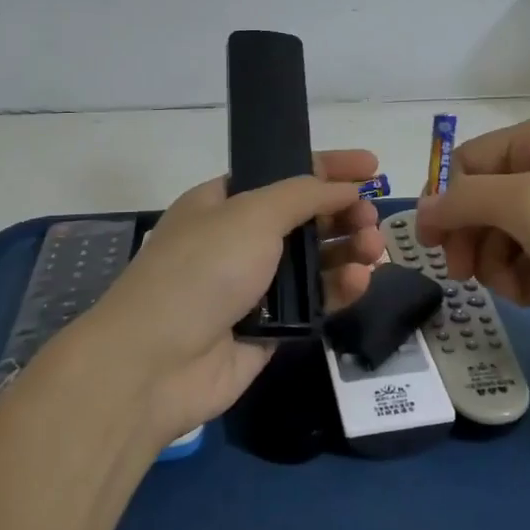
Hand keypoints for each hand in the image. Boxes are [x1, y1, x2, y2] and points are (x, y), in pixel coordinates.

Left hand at [70, 150, 384, 443]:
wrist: (157, 362)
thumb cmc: (201, 270)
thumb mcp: (251, 214)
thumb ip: (305, 195)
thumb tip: (346, 188)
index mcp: (224, 202)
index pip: (284, 173)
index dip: (329, 167)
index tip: (372, 166)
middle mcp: (240, 240)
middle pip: (306, 218)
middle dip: (344, 213)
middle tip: (372, 217)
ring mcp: (255, 286)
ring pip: (315, 261)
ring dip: (348, 249)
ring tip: (373, 249)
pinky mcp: (272, 328)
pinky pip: (315, 302)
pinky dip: (340, 288)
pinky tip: (360, 281)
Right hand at [413, 109, 529, 349]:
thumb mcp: (527, 205)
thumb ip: (464, 201)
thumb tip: (422, 209)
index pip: (467, 164)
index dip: (446, 205)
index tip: (436, 250)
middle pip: (485, 200)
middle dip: (478, 241)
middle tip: (471, 278)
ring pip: (508, 233)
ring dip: (506, 266)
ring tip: (529, 289)